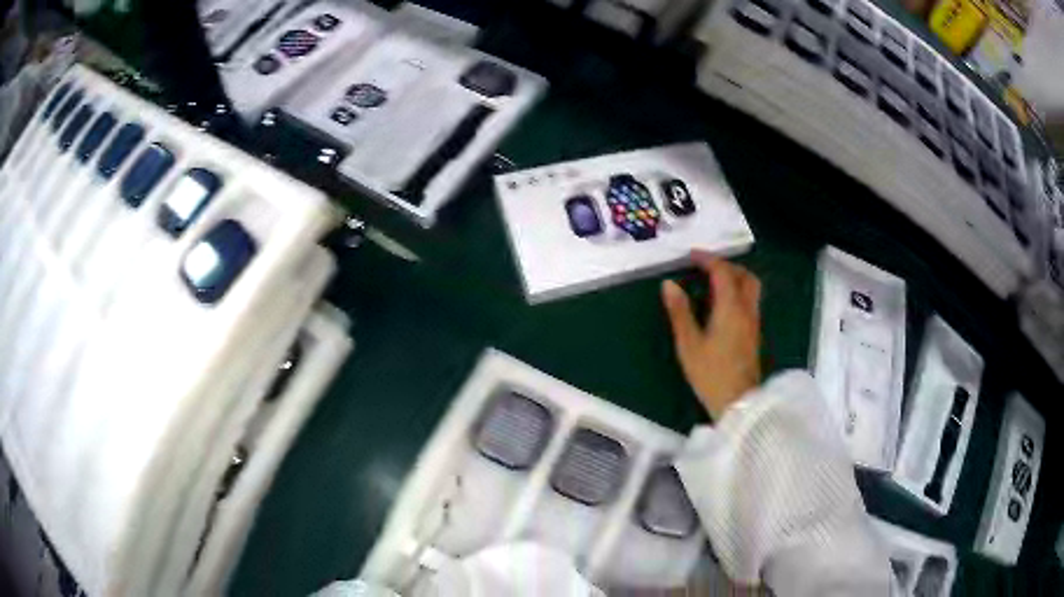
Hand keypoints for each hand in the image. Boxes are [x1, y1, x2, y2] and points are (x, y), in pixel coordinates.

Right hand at [662, 253, 761, 419]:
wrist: (738, 403)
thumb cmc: (711, 374)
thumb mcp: (688, 344)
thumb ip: (680, 312)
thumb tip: (669, 284)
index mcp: (730, 308)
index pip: (723, 273)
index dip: (708, 259)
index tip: (691, 255)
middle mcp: (747, 310)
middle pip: (745, 276)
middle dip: (727, 265)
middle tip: (707, 266)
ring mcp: (753, 323)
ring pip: (751, 289)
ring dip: (735, 278)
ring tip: (714, 282)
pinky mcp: (754, 334)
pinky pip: (750, 302)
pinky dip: (738, 292)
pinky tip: (723, 305)